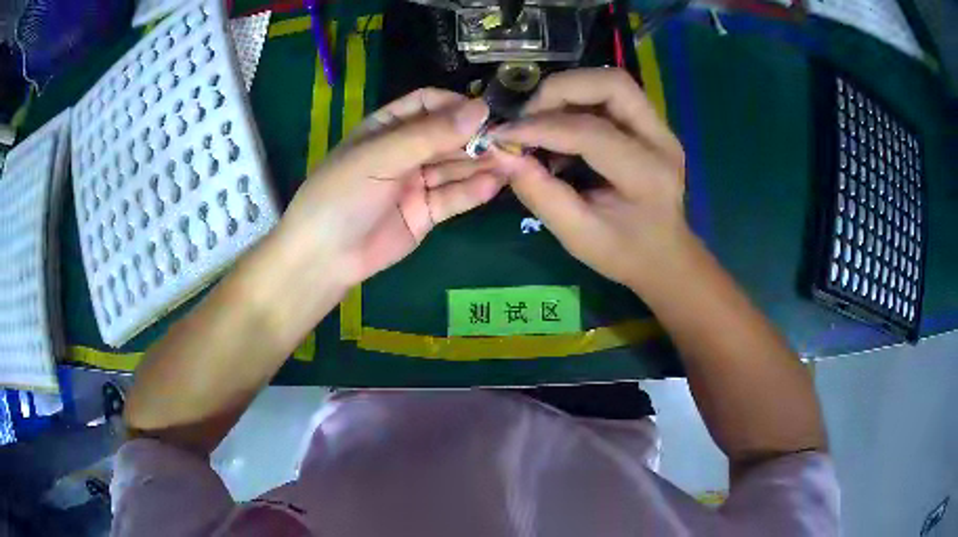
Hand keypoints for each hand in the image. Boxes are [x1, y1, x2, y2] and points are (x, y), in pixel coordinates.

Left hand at [277, 88, 503, 289]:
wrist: (325, 258)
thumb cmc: (342, 196)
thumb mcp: (381, 157)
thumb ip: (429, 134)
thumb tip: (480, 109)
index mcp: (386, 128)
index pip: (427, 104)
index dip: (456, 105)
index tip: (485, 113)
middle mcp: (404, 150)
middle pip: (447, 135)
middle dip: (476, 137)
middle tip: (510, 140)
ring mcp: (416, 182)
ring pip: (455, 166)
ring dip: (482, 163)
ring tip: (513, 161)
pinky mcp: (426, 212)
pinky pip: (454, 197)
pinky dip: (474, 191)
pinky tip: (495, 184)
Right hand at [490, 68, 687, 289]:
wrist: (665, 256)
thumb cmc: (624, 253)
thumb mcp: (578, 236)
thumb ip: (540, 194)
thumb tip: (502, 155)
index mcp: (647, 174)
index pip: (591, 132)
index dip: (540, 128)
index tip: (502, 136)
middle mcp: (661, 140)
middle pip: (612, 83)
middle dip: (561, 90)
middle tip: (527, 116)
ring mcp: (660, 128)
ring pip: (612, 83)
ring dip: (569, 91)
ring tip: (540, 119)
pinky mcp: (651, 125)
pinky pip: (610, 96)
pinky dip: (578, 102)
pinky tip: (560, 128)